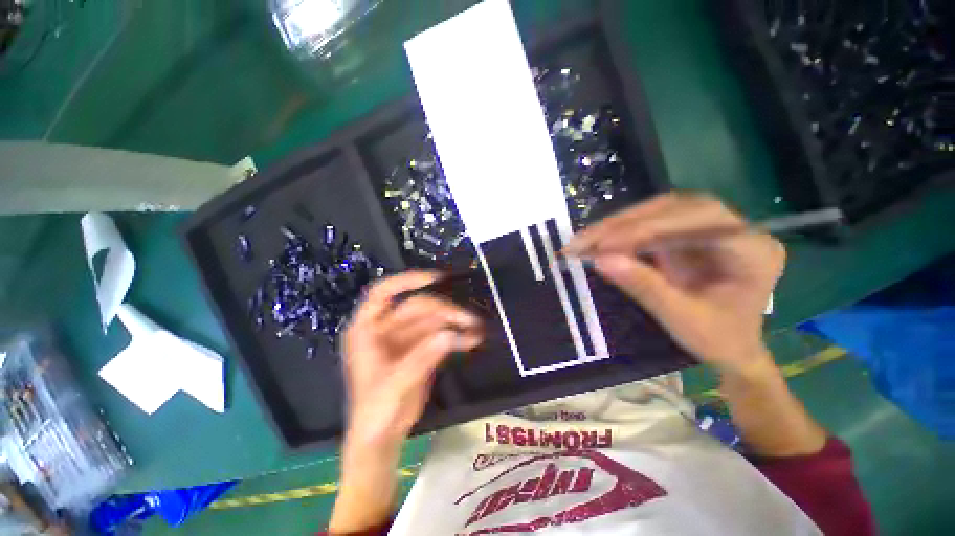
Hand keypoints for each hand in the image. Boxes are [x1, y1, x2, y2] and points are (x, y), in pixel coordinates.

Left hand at [341, 271, 482, 449]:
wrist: (381, 437)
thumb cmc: (375, 412)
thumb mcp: (393, 387)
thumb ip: (420, 360)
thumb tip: (449, 335)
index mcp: (366, 330)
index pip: (383, 293)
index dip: (408, 280)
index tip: (436, 277)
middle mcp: (386, 328)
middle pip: (418, 307)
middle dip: (445, 311)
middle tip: (469, 318)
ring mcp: (405, 338)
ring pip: (433, 320)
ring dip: (455, 323)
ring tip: (477, 328)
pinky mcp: (421, 348)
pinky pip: (440, 334)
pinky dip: (456, 336)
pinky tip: (472, 338)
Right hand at [564, 193, 784, 374]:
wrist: (731, 348)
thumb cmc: (719, 340)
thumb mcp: (683, 320)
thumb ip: (645, 288)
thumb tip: (600, 260)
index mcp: (752, 249)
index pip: (697, 222)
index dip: (646, 229)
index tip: (603, 245)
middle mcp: (733, 227)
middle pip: (673, 209)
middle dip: (623, 224)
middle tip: (583, 240)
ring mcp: (708, 228)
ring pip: (657, 212)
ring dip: (616, 226)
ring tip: (583, 241)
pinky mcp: (685, 234)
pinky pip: (649, 225)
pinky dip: (619, 235)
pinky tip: (597, 243)